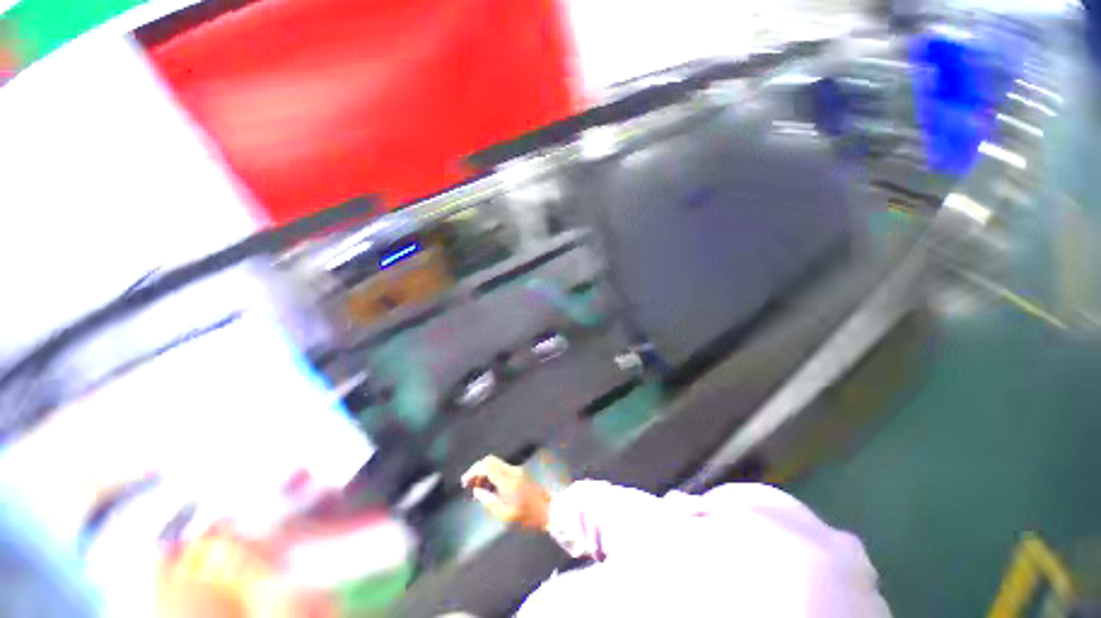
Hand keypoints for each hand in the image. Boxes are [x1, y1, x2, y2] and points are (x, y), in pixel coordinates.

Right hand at [461, 456, 550, 529]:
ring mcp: (517, 470)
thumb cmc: (528, 517)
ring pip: (496, 464)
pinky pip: (502, 469)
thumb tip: (477, 491)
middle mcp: (512, 470)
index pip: (487, 465)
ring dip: (485, 473)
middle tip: (469, 485)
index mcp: (508, 479)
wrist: (549, 510)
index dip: (474, 471)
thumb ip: (489, 502)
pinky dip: (492, 474)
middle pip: (490, 461)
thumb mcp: (506, 516)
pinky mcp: (520, 473)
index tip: (465, 483)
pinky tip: (489, 488)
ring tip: (477, 489)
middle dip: (477, 470)